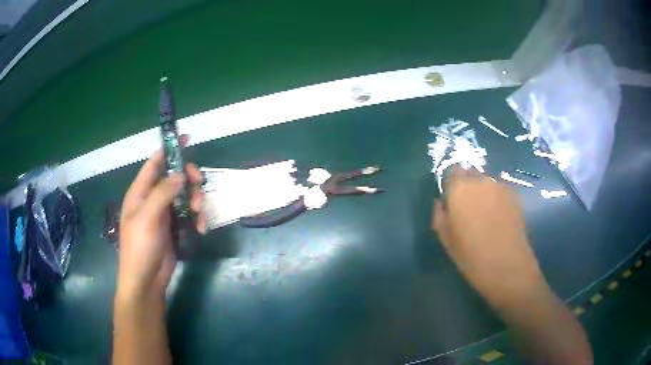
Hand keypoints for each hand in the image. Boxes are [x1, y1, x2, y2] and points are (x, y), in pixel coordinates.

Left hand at [117, 147, 205, 300]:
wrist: (146, 280)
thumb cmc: (140, 248)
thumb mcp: (147, 218)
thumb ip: (162, 194)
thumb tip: (180, 174)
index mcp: (140, 192)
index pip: (155, 163)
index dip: (169, 149)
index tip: (187, 139)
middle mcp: (153, 199)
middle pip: (174, 178)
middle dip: (189, 180)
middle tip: (199, 186)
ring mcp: (164, 214)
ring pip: (185, 196)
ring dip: (196, 201)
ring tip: (199, 215)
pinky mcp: (175, 228)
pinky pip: (189, 215)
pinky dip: (197, 218)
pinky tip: (201, 229)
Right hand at [432, 167, 544, 305]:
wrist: (507, 265)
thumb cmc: (471, 255)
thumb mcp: (446, 239)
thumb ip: (439, 214)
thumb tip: (442, 201)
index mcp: (459, 189)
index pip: (451, 171)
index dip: (451, 185)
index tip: (451, 200)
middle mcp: (480, 179)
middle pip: (470, 173)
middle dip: (468, 185)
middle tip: (469, 208)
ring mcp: (499, 185)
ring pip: (486, 181)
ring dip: (484, 192)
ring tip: (487, 214)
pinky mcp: (514, 193)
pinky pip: (500, 189)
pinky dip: (497, 198)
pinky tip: (500, 217)